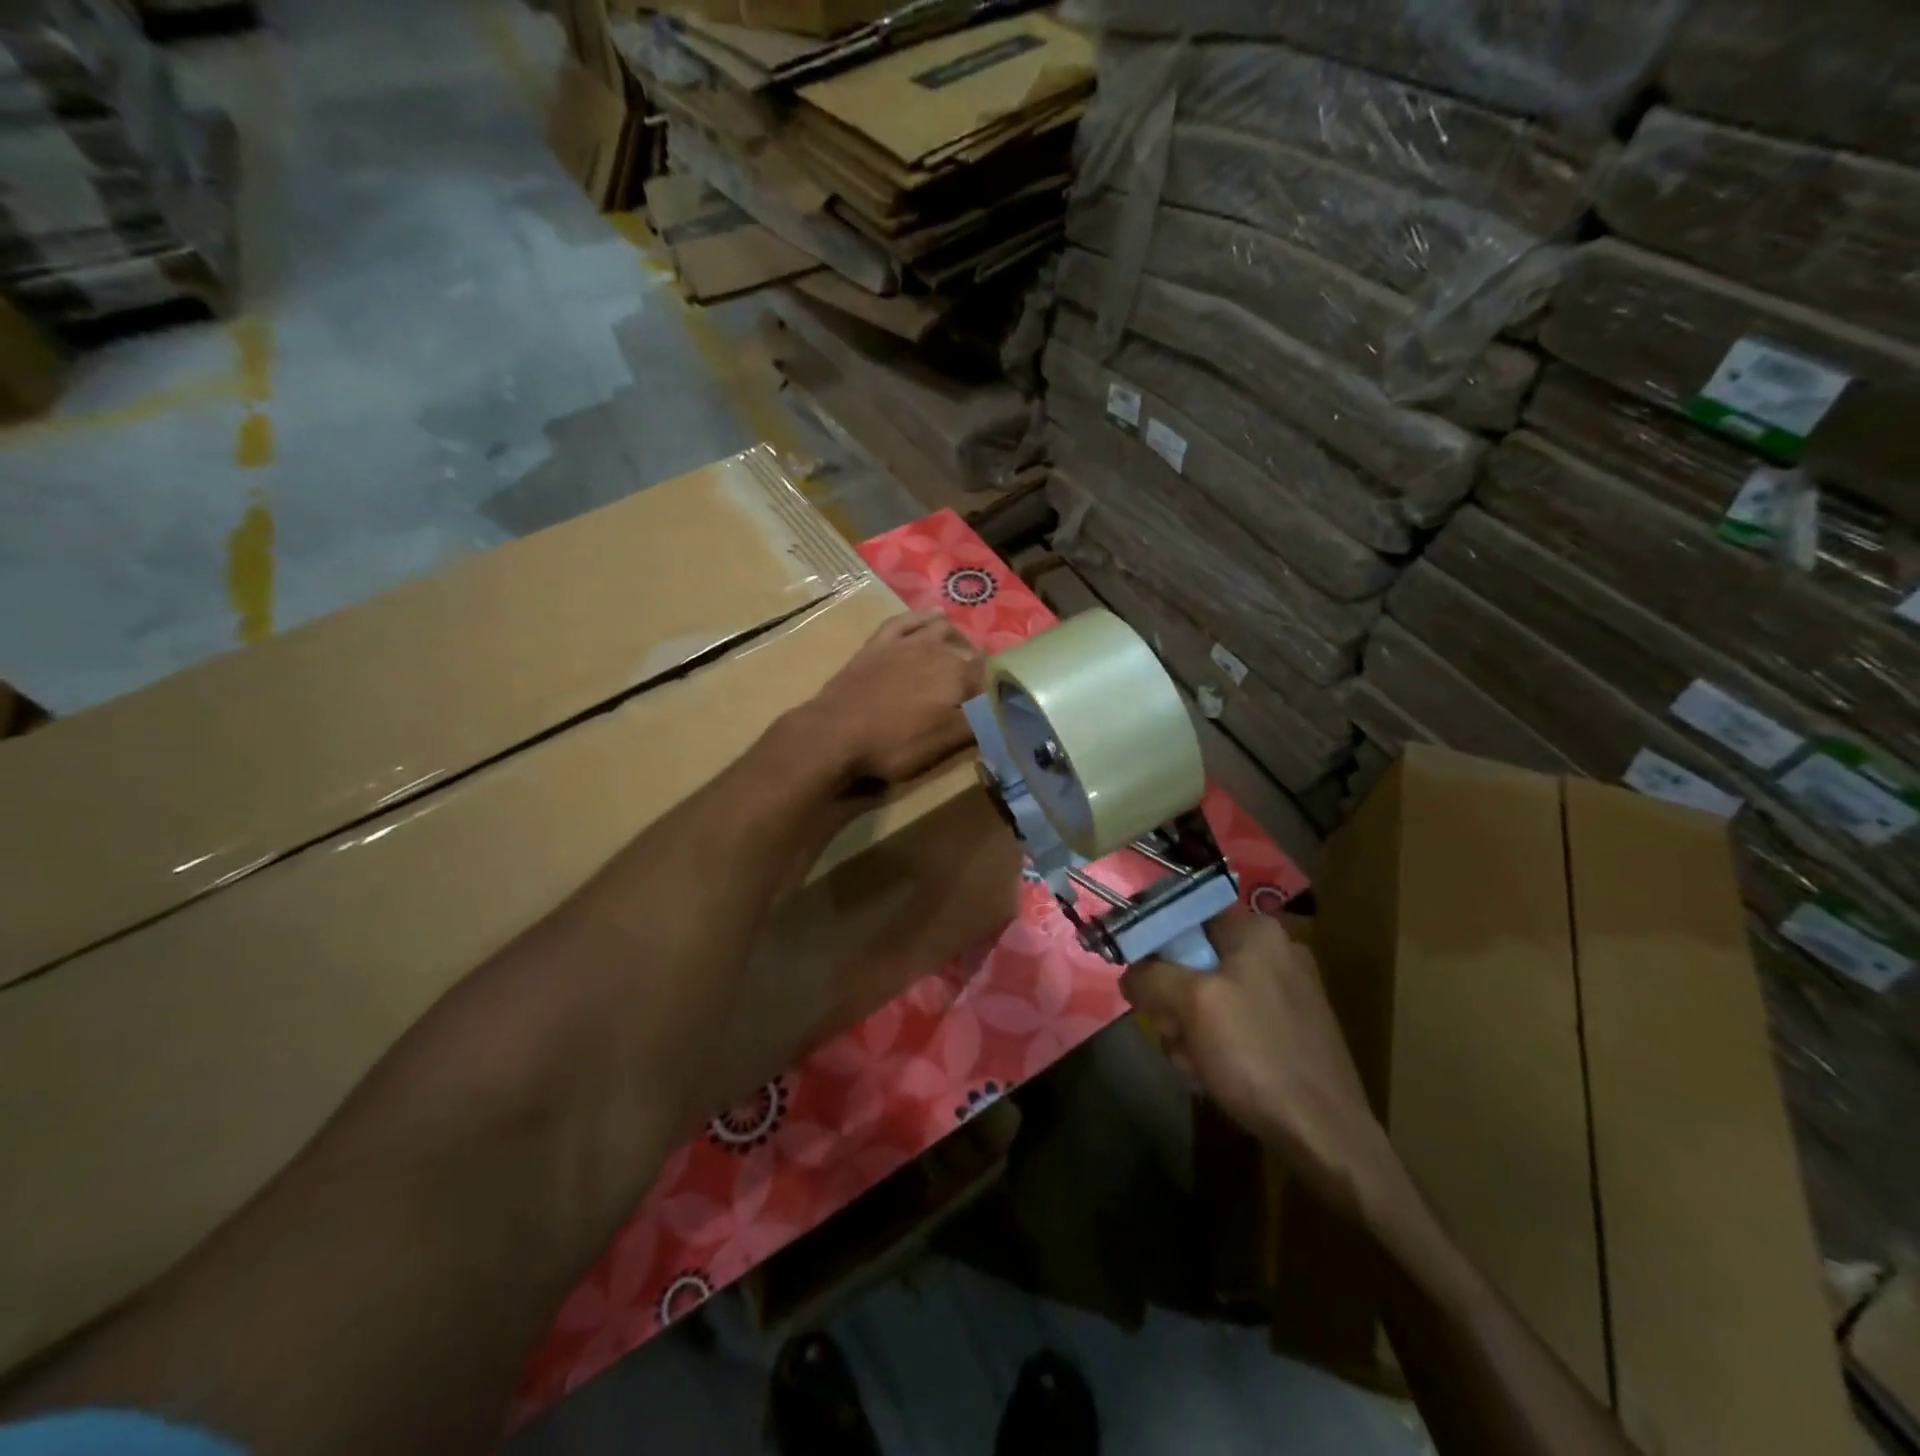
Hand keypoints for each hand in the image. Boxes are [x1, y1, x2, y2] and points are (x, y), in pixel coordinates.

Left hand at [802, 609, 984, 786]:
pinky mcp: (878, 643)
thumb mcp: (943, 743)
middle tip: (978, 690)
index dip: (999, 689)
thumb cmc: (893, 743)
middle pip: (969, 653)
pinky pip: (906, 621)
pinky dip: (923, 617)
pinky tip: (933, 616)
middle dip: (978, 668)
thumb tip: (1007, 709)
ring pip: (942, 630)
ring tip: (962, 654)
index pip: (991, 676)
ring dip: (957, 640)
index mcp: (959, 676)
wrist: (834, 732)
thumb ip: (979, 723)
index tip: (1001, 702)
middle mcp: (938, 650)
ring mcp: (906, 643)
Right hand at [1121, 908, 1398, 1220]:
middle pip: (1193, 961)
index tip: (1143, 985)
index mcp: (1256, 932)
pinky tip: (1215, 1076)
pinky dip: (1215, 1046)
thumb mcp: (1191, 1004)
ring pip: (1208, 997)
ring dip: (1189, 1031)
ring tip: (1196, 1065)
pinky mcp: (1290, 1029)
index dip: (1154, 948)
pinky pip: (1233, 1023)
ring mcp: (1285, 992)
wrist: (1325, 1134)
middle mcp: (1274, 952)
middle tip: (1173, 1034)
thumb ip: (1151, 976)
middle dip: (1173, 1003)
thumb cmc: (1256, 1055)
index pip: (1184, 918)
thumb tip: (1130, 975)